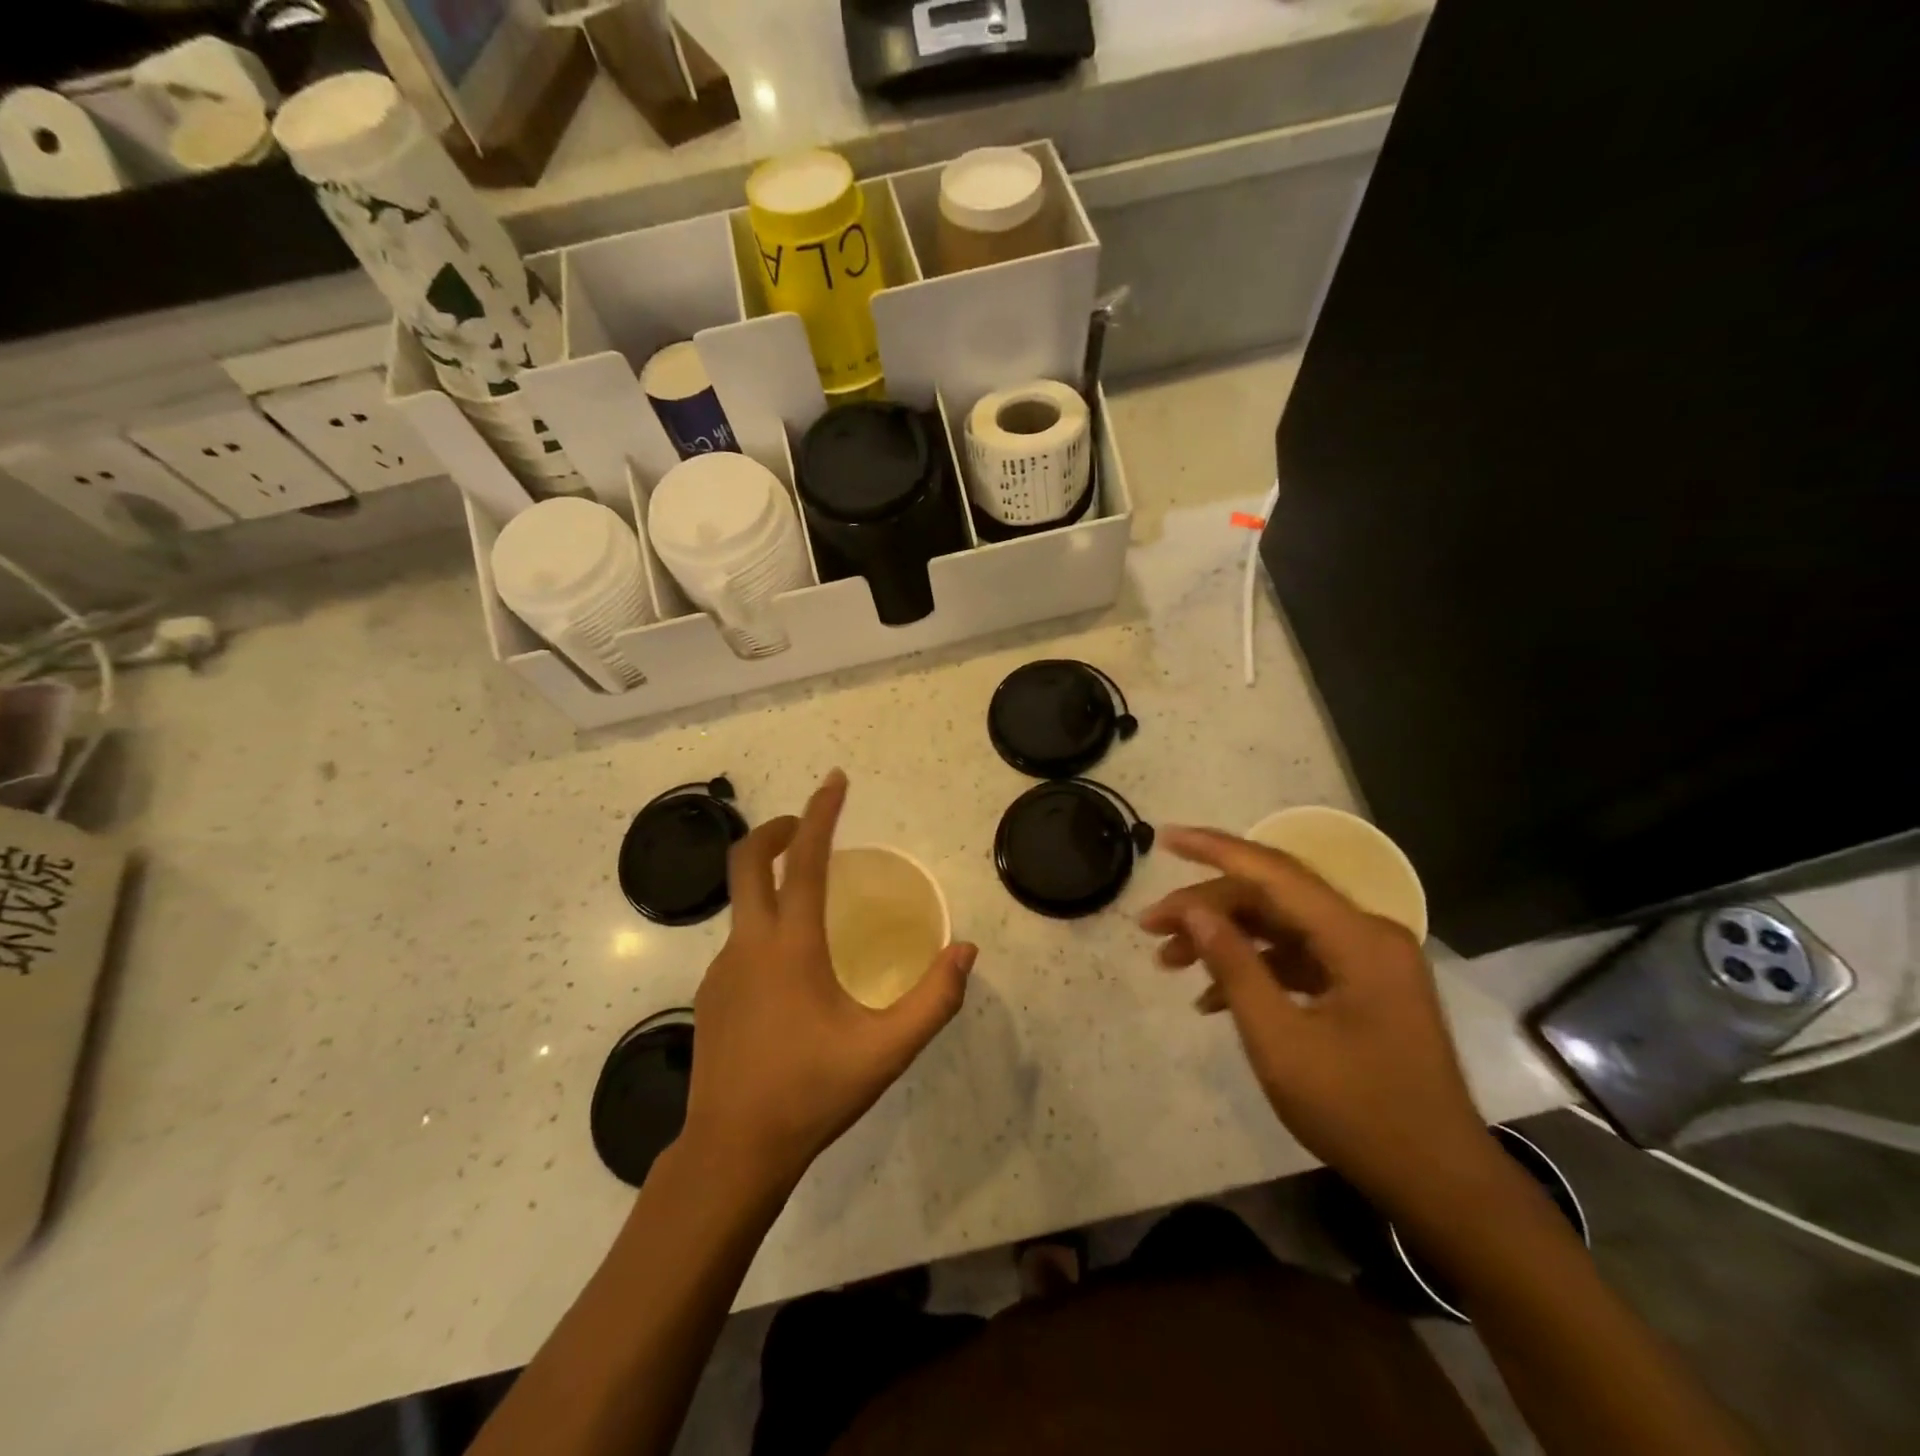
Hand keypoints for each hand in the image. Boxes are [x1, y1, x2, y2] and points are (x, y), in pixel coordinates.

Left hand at [683, 770, 977, 1192]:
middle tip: (807, 824)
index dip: (821, 813)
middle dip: (776, 829)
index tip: (835, 780)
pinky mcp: (711, 994)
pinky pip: (740, 941)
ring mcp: (722, 969)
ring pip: (742, 904)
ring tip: (812, 903)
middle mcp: (749, 945)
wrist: (733, 1152)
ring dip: (770, 881)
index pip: (803, 860)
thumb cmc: (812, 1093)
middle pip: (746, 861)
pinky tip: (791, 969)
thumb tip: (966, 950)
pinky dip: (765, 925)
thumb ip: (934, 1000)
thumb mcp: (887, 1050)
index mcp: (791, 947)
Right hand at [1138, 827, 1497, 1214]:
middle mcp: (1366, 933)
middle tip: (1150, 927)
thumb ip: (1234, 966)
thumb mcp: (1280, 1040)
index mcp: (1356, 937)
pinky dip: (1253, 969)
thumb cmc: (1359, 1112)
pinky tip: (1210, 999)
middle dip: (1206, 907)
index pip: (1273, 872)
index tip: (1164, 839)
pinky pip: (1297, 959)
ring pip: (1279, 927)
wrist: (1442, 1185)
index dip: (1214, 849)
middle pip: (1272, 898)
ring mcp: (1367, 960)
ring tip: (1168, 962)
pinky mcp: (1363, 986)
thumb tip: (1192, 911)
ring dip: (1224, 939)